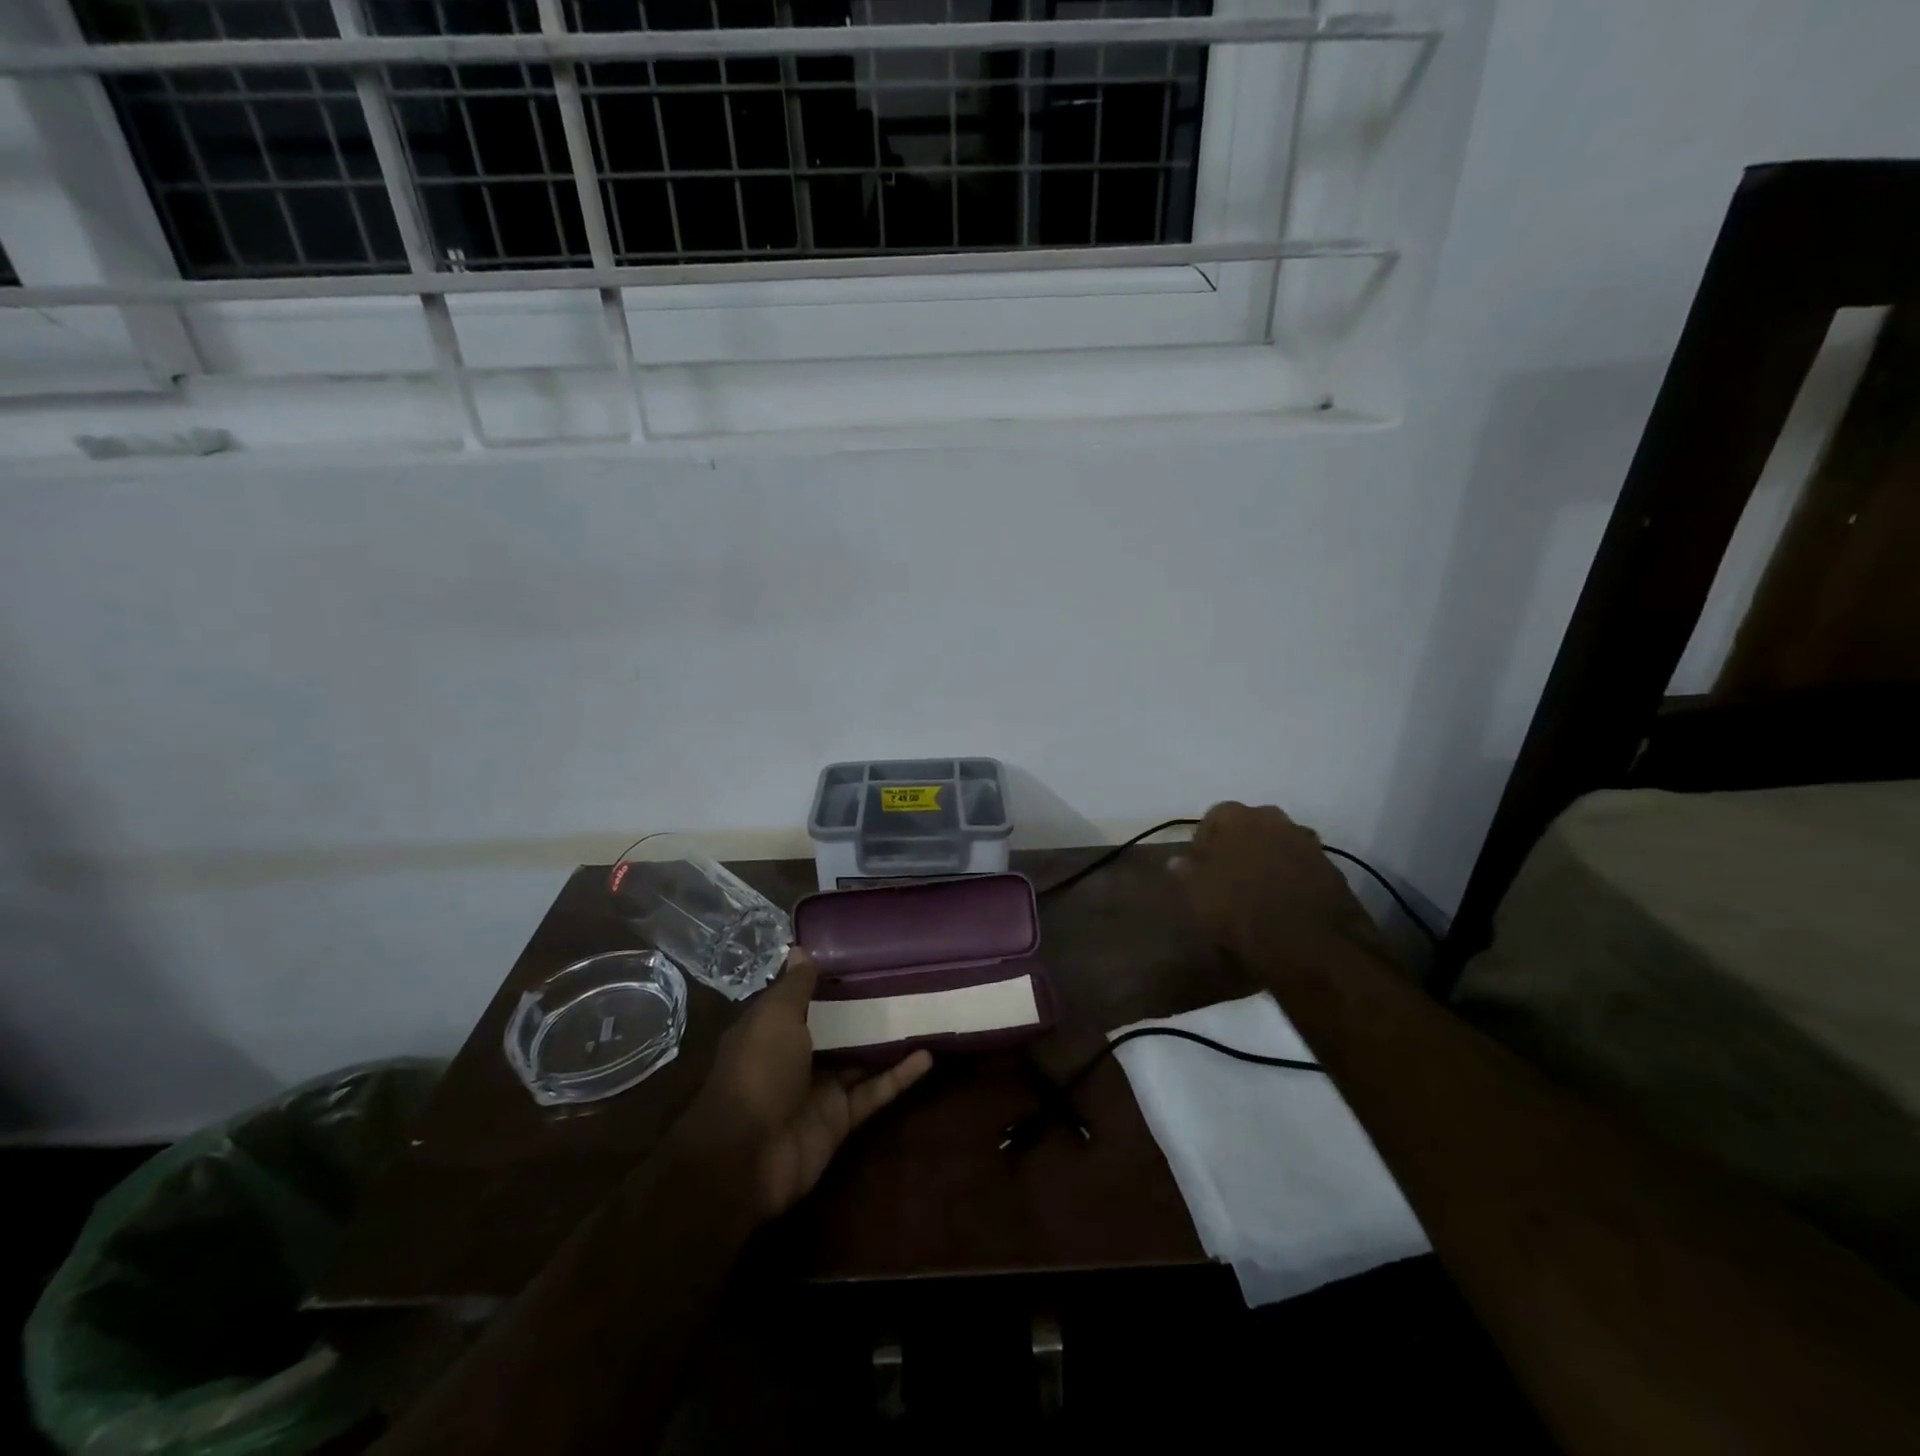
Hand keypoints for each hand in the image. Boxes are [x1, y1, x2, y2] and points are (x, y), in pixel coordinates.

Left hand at [691, 949, 932, 1218]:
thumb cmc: (757, 1071)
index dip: (826, 979)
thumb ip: (795, 986)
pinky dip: (899, 1076)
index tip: (861, 955)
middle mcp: (795, 1056)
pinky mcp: (841, 1118)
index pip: (801, 998)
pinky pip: (875, 1092)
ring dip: (887, 1040)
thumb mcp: (774, 1017)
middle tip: (902, 978)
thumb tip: (801, 948)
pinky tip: (928, 1056)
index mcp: (772, 1029)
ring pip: (859, 1059)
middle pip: (835, 1027)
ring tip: (922, 1011)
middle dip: (862, 1008)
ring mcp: (819, 1089)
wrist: (747, 1157)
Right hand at [1172, 802, 1388, 975]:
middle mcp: (1273, 818)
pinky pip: (1300, 864)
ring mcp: (1306, 841)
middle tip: (1227, 876)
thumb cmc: (1240, 909)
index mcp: (1237, 816)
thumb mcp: (1198, 893)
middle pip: (1249, 826)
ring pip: (1277, 843)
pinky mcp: (1330, 866)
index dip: (1204, 842)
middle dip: (1238, 845)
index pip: (1213, 817)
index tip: (1199, 867)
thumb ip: (1185, 871)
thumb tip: (1177, 861)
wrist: (1310, 942)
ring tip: (1256, 890)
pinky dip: (1290, 876)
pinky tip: (1282, 901)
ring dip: (1266, 859)